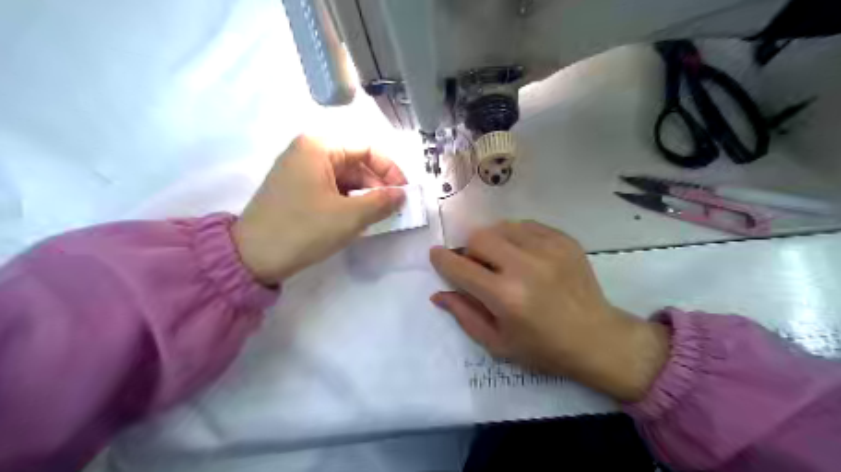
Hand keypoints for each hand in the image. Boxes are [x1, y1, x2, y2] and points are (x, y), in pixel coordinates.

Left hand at [232, 135, 406, 284]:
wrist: (253, 256)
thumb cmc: (304, 229)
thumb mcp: (350, 216)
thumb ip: (382, 201)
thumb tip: (402, 194)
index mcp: (319, 146)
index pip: (367, 148)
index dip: (390, 169)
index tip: (403, 192)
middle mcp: (308, 151)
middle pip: (355, 162)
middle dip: (377, 185)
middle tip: (393, 208)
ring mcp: (299, 169)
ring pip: (344, 177)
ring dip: (364, 195)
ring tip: (378, 216)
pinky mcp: (295, 188)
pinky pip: (330, 188)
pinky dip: (347, 200)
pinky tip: (358, 218)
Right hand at [429, 222, 666, 400]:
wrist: (597, 338)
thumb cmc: (543, 348)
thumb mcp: (497, 343)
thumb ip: (464, 315)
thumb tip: (438, 293)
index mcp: (505, 297)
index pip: (460, 267)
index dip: (442, 259)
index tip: (437, 255)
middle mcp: (525, 267)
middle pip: (478, 237)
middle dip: (469, 250)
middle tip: (478, 265)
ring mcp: (548, 249)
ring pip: (501, 226)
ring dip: (493, 241)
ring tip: (502, 259)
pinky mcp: (564, 240)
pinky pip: (526, 225)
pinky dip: (516, 237)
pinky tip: (524, 255)